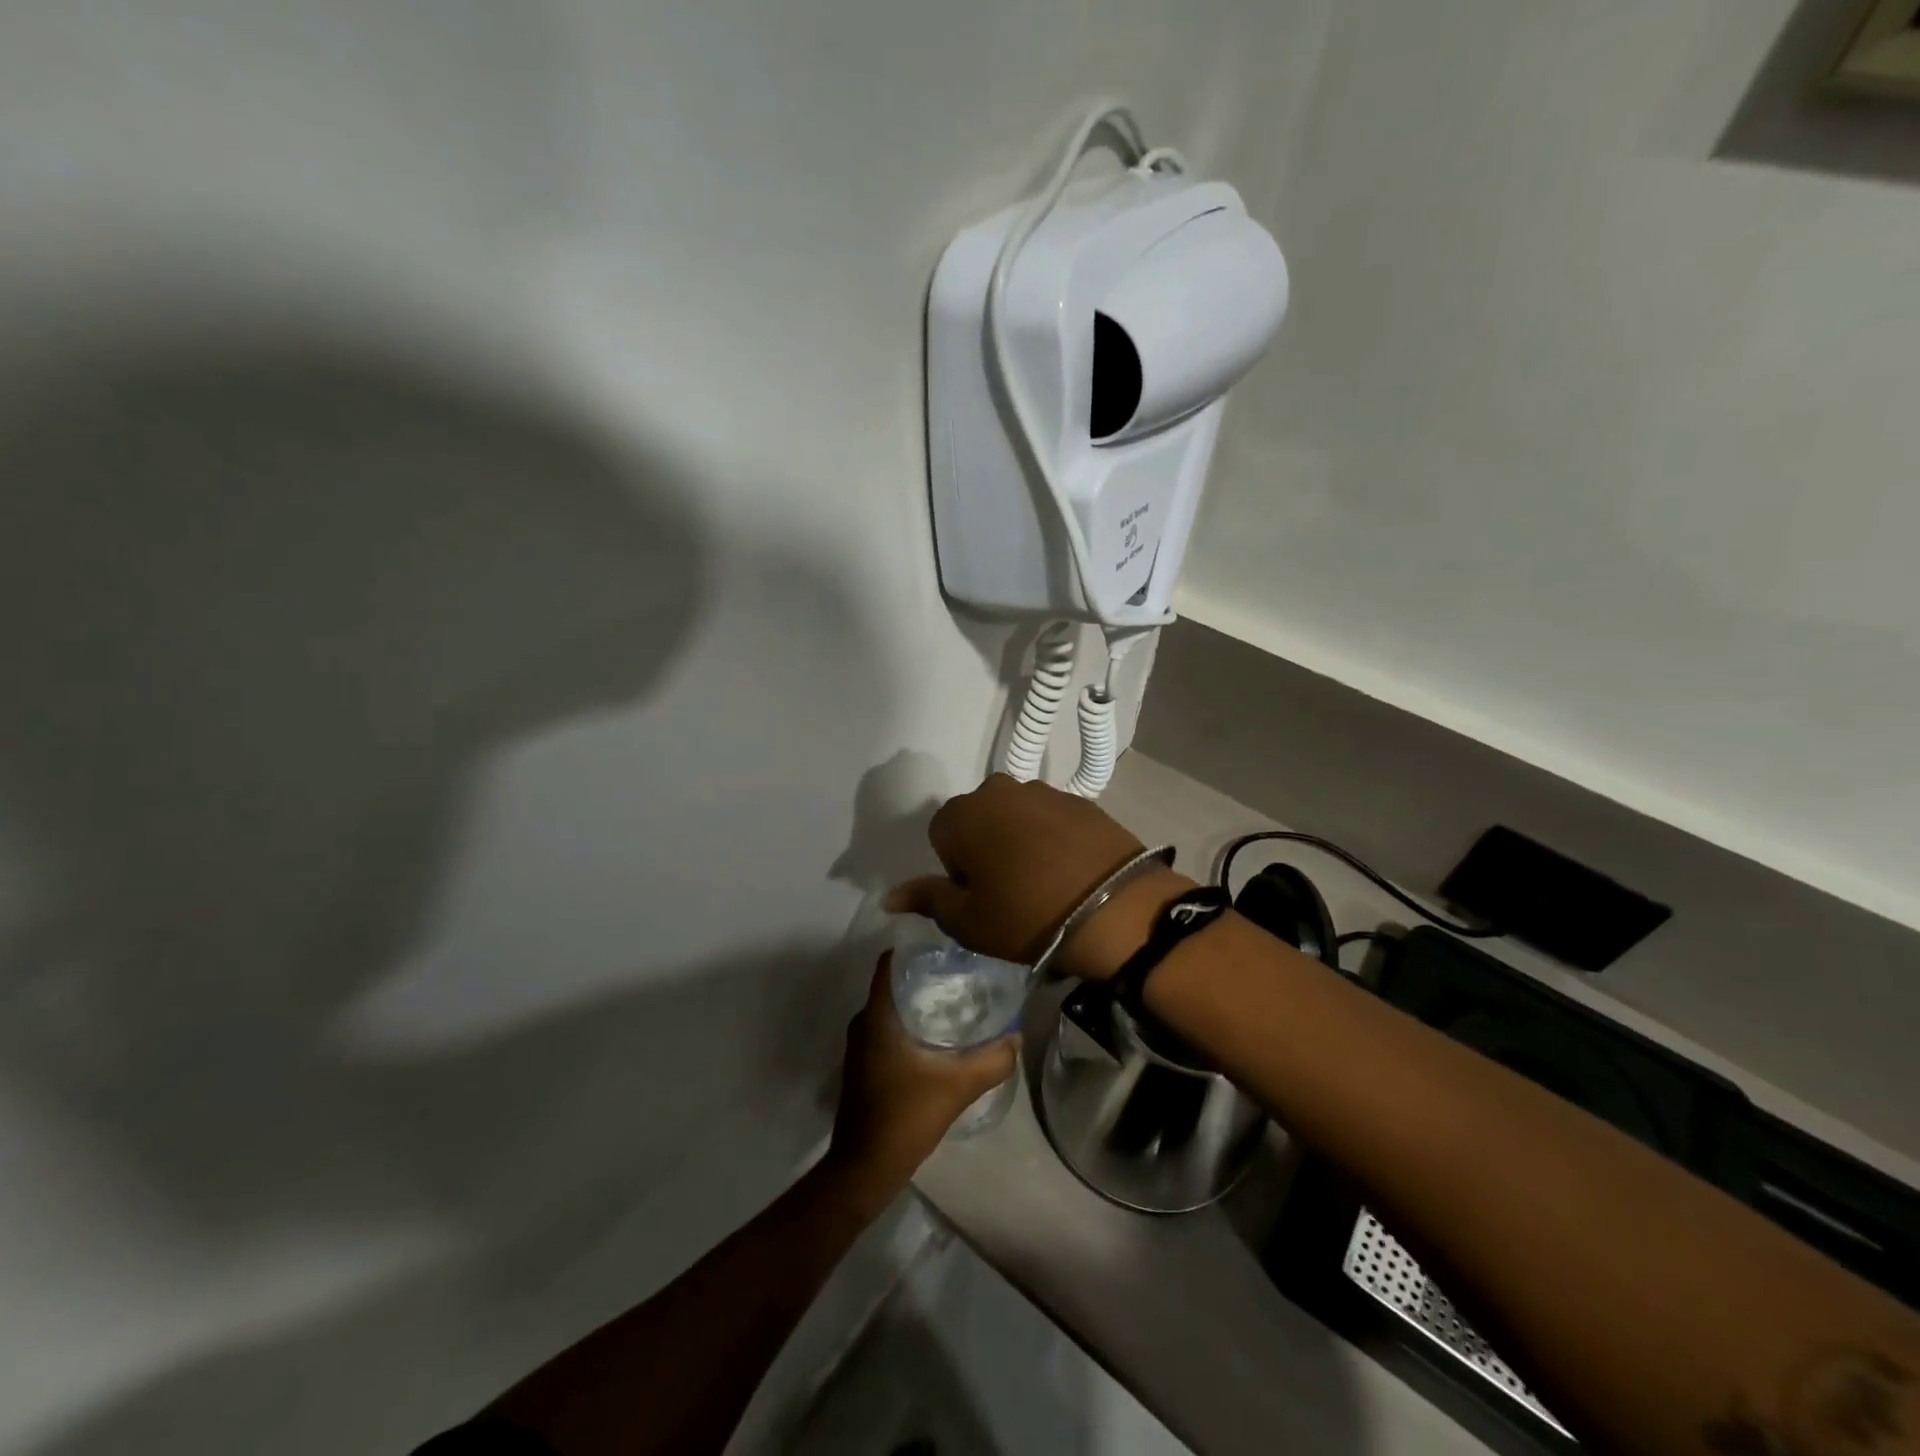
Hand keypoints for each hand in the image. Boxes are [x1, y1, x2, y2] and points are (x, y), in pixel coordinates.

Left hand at [825, 955, 1018, 1208]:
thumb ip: (992, 1060)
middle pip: (895, 985)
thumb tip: (1016, 1037)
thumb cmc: (905, 1116)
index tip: (947, 952)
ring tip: (956, 1004)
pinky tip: (938, 1040)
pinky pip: (888, 1031)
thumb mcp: (957, 1086)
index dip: (916, 952)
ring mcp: (860, 1046)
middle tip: (962, 978)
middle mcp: (863, 1023)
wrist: (865, 1168)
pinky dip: (910, 1027)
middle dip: (926, 979)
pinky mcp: (864, 1066)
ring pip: (892, 1010)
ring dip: (919, 1005)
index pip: (890, 963)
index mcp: (877, 1016)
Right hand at [884, 775, 1195, 980]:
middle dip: (985, 846)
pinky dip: (1053, 837)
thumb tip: (889, 896)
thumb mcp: (968, 920)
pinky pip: (1052, 817)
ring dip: (1019, 839)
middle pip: (979, 818)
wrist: (1114, 907)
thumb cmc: (1026, 916)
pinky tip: (1069, 868)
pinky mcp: (1081, 800)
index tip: (980, 895)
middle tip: (1008, 888)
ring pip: (1016, 815)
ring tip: (1042, 879)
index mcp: (962, 814)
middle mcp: (999, 790)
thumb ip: (927, 899)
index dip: (957, 869)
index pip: (941, 835)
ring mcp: (1044, 791)